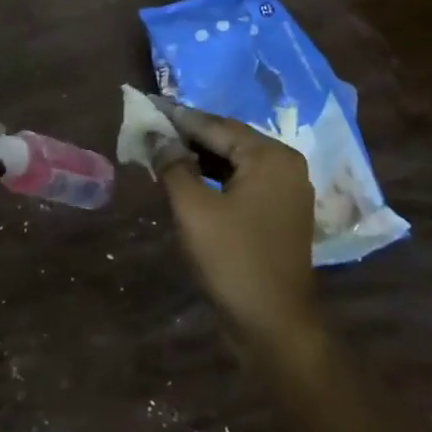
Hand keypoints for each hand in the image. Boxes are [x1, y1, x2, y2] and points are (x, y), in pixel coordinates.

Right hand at [154, 99, 318, 349]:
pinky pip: (240, 183)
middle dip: (187, 137)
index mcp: (270, 156)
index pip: (216, 125)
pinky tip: (184, 181)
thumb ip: (173, 165)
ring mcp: (284, 191)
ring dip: (198, 158)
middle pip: (228, 140)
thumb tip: (157, 137)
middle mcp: (284, 166)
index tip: (147, 107)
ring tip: (159, 154)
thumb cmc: (232, 260)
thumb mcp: (193, 209)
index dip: (178, 118)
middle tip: (149, 131)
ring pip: (233, 162)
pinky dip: (212, 179)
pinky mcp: (277, 214)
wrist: (272, 324)